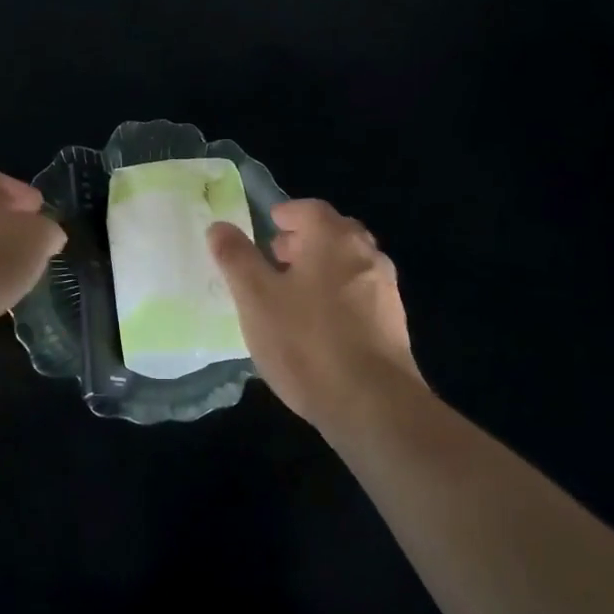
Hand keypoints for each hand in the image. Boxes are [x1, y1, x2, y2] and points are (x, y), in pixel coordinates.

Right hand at [208, 199, 425, 430]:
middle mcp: (366, 255)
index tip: (269, 225)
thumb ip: (236, 258)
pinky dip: (338, 296)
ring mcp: (386, 290)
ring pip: (349, 265)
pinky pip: (360, 295)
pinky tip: (318, 326)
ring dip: (322, 269)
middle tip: (276, 256)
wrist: (373, 404)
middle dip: (305, 240)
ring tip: (292, 293)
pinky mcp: (394, 325)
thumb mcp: (256, 298)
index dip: (287, 213)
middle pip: (334, 234)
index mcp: (334, 239)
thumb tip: (219, 226)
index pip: (311, 209)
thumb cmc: (306, 341)